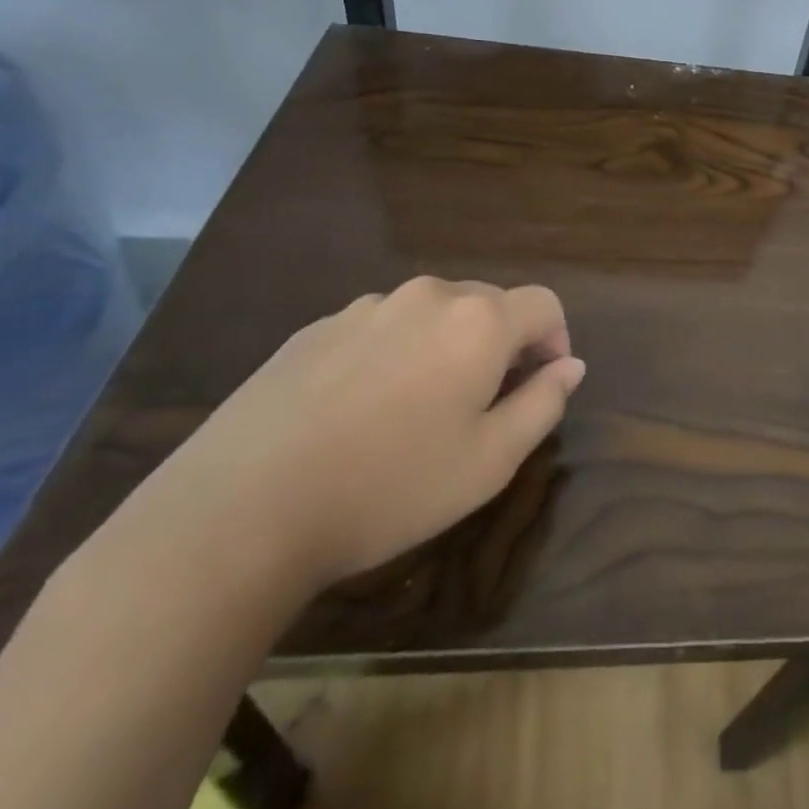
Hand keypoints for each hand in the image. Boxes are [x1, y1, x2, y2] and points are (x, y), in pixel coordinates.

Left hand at [129, 277, 584, 591]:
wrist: (238, 512)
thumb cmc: (389, 487)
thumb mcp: (490, 462)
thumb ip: (543, 404)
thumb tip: (570, 367)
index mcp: (479, 320)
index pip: (544, 304)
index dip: (556, 340)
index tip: (541, 386)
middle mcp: (428, 296)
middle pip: (489, 304)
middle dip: (501, 345)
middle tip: (482, 407)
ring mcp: (366, 307)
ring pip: (432, 314)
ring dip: (446, 347)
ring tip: (418, 412)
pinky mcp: (315, 329)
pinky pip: (379, 328)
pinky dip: (393, 354)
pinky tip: (360, 413)